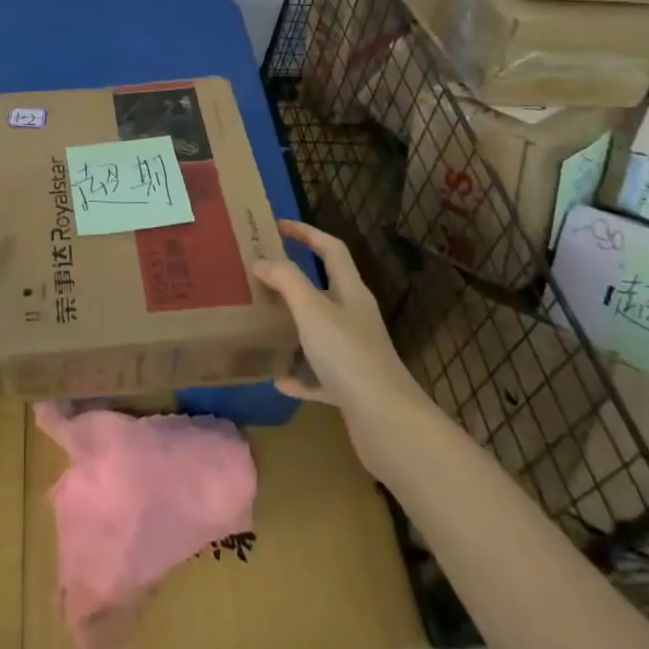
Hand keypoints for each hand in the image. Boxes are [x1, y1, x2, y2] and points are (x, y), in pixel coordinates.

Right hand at [252, 220, 434, 480]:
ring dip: (293, 327)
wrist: (388, 423)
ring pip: (319, 331)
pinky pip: (318, 375)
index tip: (277, 226)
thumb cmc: (349, 355)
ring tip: (262, 324)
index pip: (330, 249)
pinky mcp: (350, 388)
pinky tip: (278, 379)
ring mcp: (354, 354)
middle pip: (324, 289)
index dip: (306, 233)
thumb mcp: (312, 309)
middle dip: (293, 281)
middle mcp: (355, 318)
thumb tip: (262, 261)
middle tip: (260, 276)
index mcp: (351, 292)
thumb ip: (286, 280)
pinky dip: (299, 375)